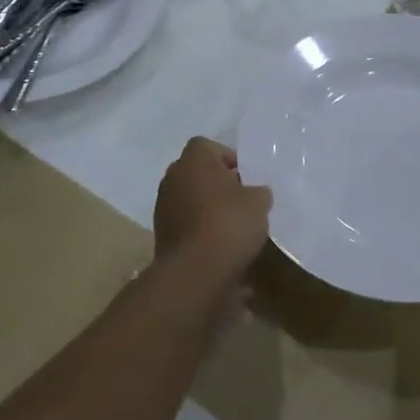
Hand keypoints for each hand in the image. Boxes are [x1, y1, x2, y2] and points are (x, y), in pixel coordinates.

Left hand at [152, 138, 271, 295]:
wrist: (195, 272)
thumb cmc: (228, 223)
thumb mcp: (258, 203)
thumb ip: (258, 192)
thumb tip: (256, 194)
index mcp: (193, 160)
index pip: (208, 147)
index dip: (229, 158)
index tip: (246, 178)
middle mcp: (173, 177)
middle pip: (198, 173)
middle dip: (219, 184)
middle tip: (242, 200)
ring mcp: (163, 207)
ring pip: (191, 198)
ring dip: (208, 207)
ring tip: (232, 226)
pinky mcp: (161, 235)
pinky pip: (185, 223)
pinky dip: (200, 229)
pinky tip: (219, 245)